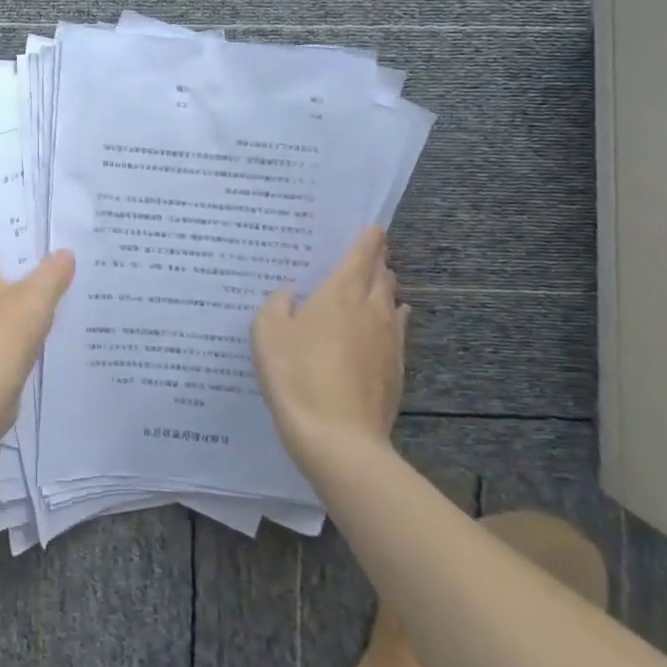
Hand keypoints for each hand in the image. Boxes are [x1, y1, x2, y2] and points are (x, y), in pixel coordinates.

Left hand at [0, 239, 74, 433]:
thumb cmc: (3, 333)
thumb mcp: (37, 297)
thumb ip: (53, 272)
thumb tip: (66, 253)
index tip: (22, 235)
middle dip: (7, 270)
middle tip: (40, 264)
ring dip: (7, 302)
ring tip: (41, 298)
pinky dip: (5, 330)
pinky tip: (30, 334)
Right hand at [252, 226, 409, 463]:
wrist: (339, 438)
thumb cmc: (297, 376)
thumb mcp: (267, 335)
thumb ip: (276, 305)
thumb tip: (288, 293)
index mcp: (340, 293)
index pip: (362, 255)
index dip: (369, 239)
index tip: (374, 227)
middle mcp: (371, 310)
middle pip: (382, 276)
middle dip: (378, 262)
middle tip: (369, 254)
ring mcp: (389, 341)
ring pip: (392, 303)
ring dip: (385, 289)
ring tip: (376, 284)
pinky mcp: (396, 369)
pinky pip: (398, 331)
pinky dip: (394, 319)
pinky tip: (391, 322)